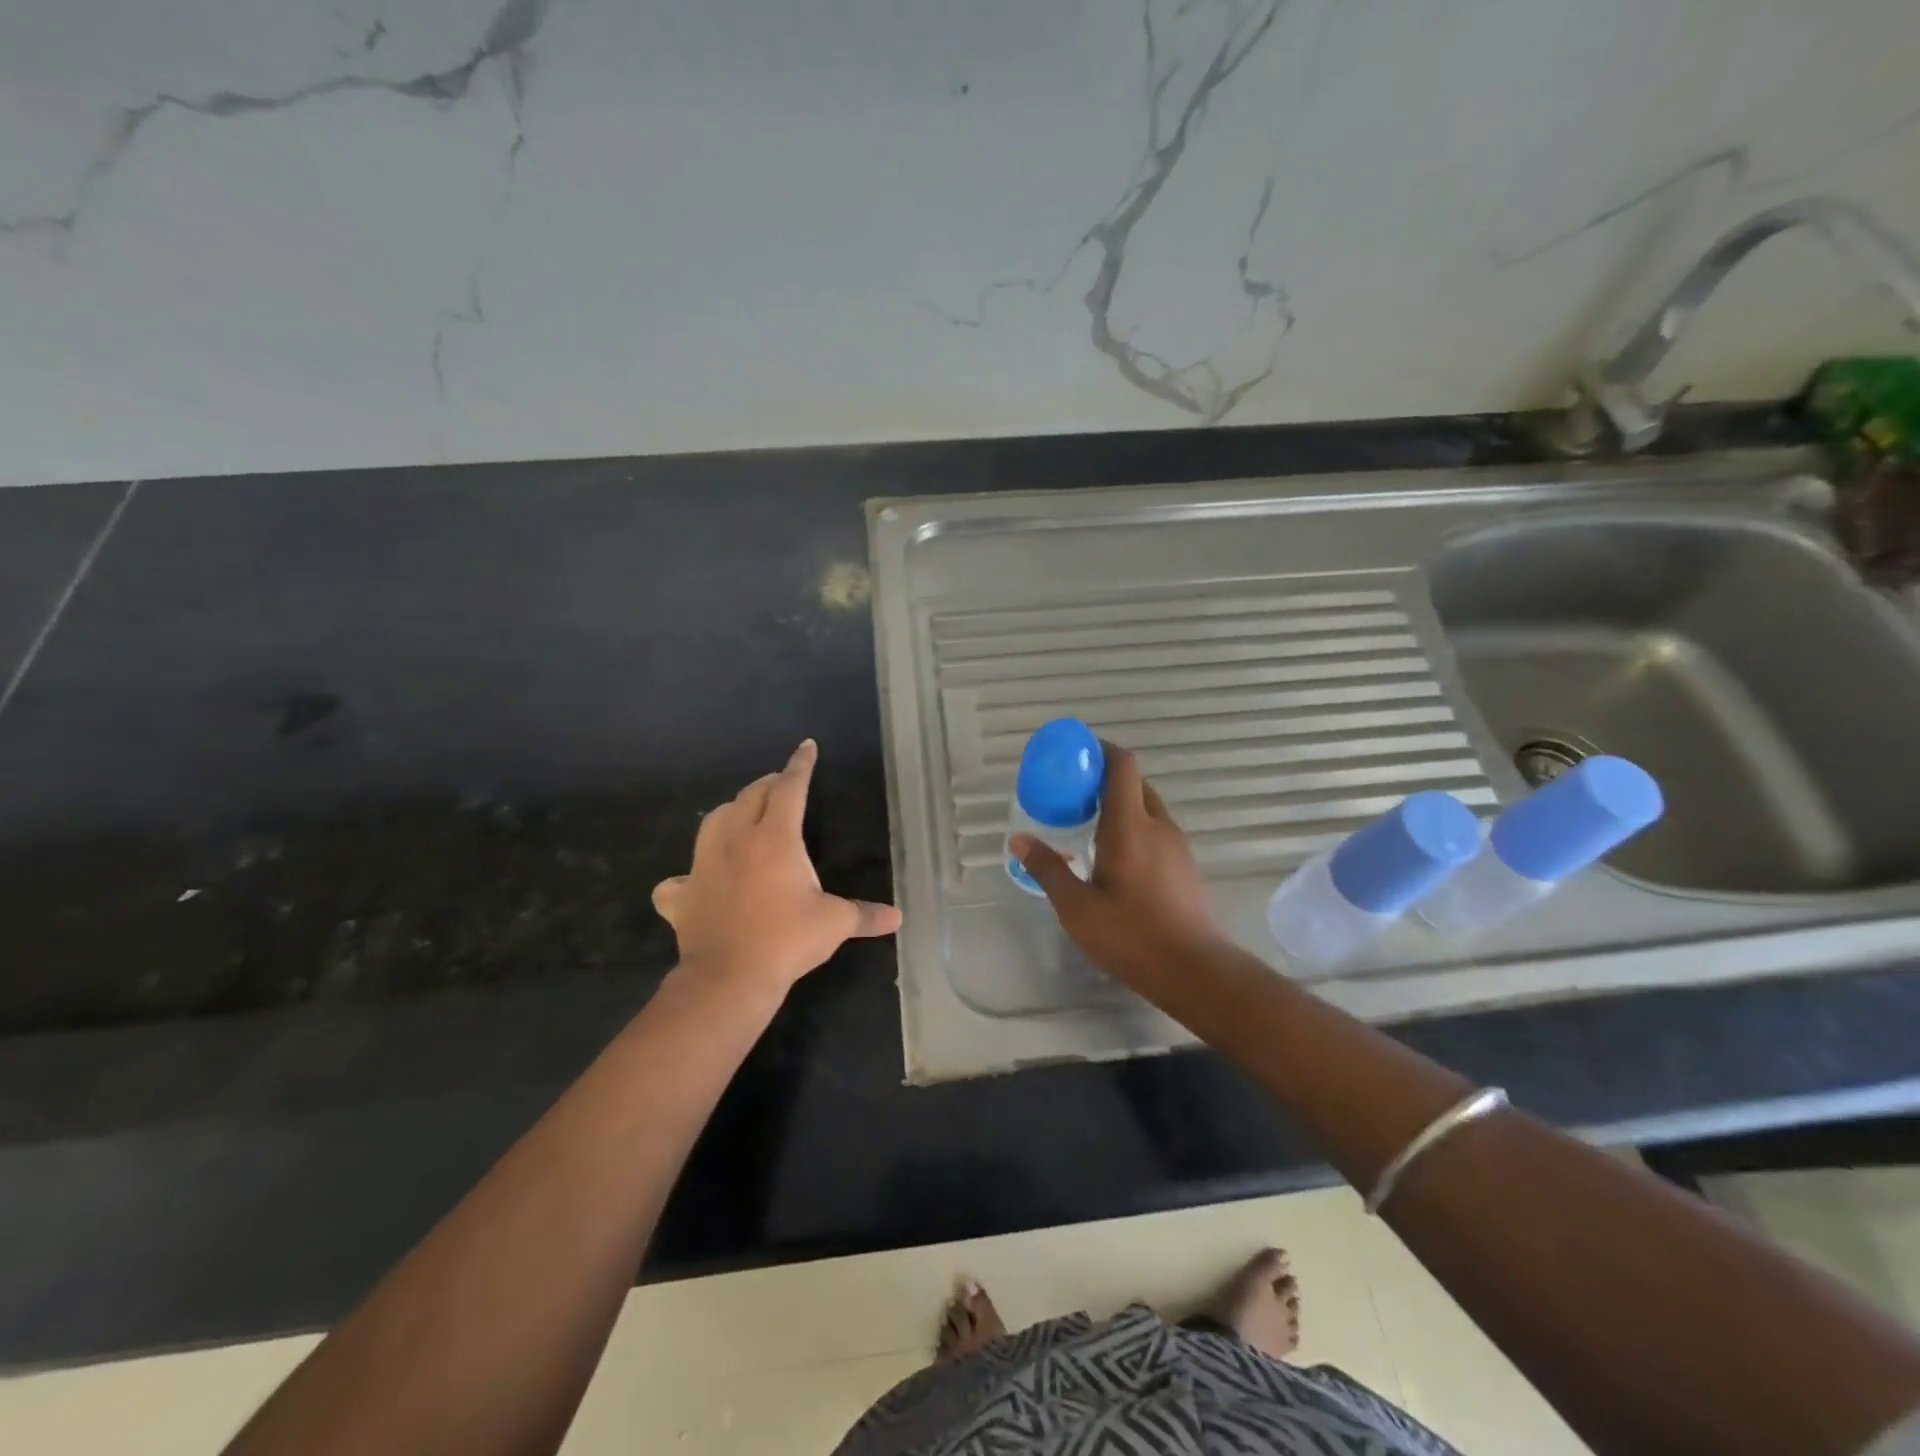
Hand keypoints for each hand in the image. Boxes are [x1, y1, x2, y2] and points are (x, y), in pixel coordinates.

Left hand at [652, 739, 902, 995]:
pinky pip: (680, 878)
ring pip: (713, 822)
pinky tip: (696, 883)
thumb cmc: (786, 940)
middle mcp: (736, 841)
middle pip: (750, 797)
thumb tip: (897, 917)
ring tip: (743, 819)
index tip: (806, 746)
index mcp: (775, 838)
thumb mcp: (834, 924)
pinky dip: (688, 876)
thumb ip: (865, 915)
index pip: (789, 788)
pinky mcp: (682, 895)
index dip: (800, 765)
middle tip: (781, 786)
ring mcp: (703, 866)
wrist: (728, 978)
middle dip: (767, 785)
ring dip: (731, 813)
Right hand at [1012, 743, 1228, 988]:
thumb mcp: (1077, 907)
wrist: (1195, 970)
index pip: (1122, 766)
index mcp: (1130, 826)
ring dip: (1120, 806)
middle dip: (1105, 780)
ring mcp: (1177, 846)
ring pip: (1147, 808)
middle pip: (1134, 784)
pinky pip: (1156, 831)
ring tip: (1088, 827)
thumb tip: (1019, 839)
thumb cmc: (1131, 935)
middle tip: (1073, 795)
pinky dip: (1134, 828)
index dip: (1101, 750)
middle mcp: (1158, 826)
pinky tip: (1116, 860)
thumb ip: (1048, 869)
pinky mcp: (1186, 866)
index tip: (1076, 753)